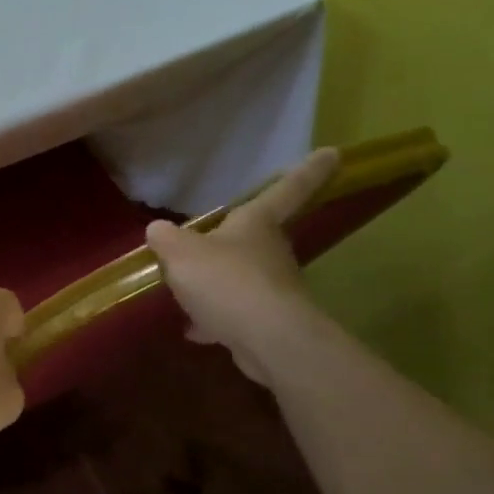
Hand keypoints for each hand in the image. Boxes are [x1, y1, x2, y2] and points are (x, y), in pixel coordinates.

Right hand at [145, 147, 339, 387]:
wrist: (266, 340)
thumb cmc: (225, 280)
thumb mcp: (179, 251)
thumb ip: (165, 238)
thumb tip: (158, 231)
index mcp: (258, 223)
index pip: (287, 188)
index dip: (308, 170)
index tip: (334, 152)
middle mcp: (273, 251)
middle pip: (257, 237)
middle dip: (235, 239)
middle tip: (207, 243)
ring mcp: (274, 288)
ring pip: (243, 278)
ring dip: (219, 283)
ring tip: (187, 292)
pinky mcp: (268, 323)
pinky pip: (236, 313)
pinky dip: (216, 318)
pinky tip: (194, 328)